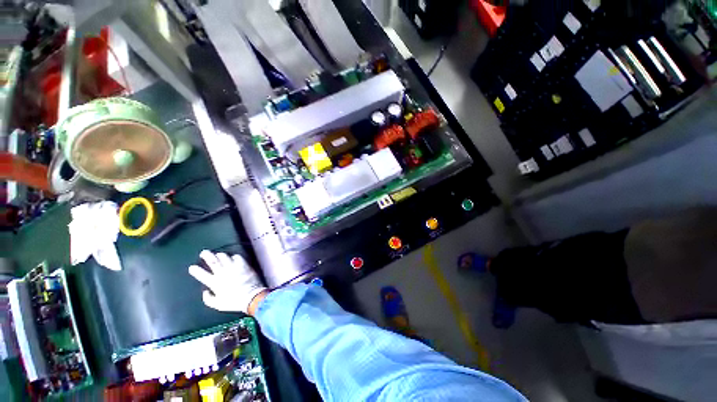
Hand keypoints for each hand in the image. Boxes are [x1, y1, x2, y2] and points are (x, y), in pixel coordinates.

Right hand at [188, 250, 267, 313]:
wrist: (251, 296)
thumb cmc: (234, 302)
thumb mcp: (217, 305)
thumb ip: (208, 299)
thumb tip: (205, 291)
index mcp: (215, 283)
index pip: (202, 275)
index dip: (195, 270)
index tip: (192, 267)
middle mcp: (223, 273)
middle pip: (213, 261)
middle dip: (207, 255)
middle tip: (203, 252)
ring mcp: (234, 267)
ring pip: (224, 257)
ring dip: (220, 255)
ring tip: (218, 254)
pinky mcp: (243, 265)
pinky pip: (237, 257)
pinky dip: (234, 256)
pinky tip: (233, 258)